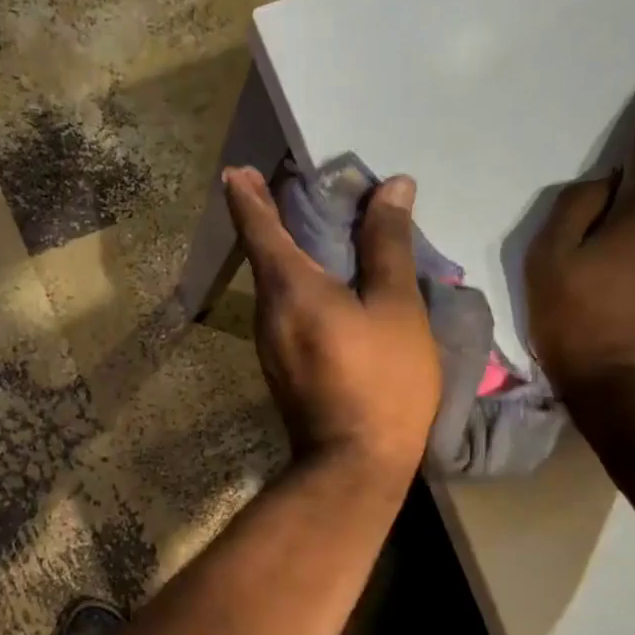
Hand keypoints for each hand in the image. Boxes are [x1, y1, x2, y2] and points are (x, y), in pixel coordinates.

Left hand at [223, 166, 440, 483]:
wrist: (354, 464)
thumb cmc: (382, 381)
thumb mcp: (396, 307)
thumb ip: (388, 245)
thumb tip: (392, 188)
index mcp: (288, 286)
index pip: (257, 225)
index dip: (247, 194)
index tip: (238, 170)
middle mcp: (266, 310)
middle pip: (263, 253)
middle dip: (271, 217)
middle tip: (295, 189)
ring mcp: (268, 343)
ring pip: (274, 284)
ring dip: (287, 253)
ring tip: (319, 231)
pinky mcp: (280, 367)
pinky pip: (284, 310)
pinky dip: (298, 286)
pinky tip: (327, 288)